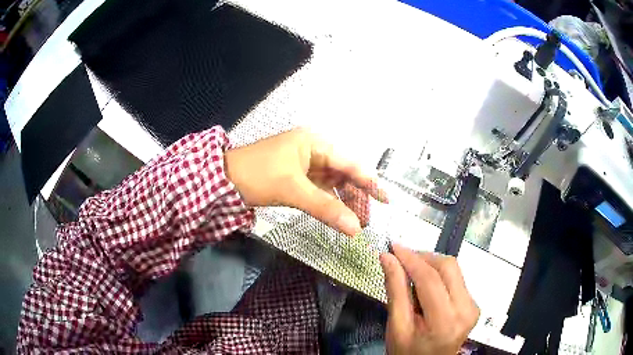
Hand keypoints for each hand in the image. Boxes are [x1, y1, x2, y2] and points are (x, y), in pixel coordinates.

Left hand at [225, 128, 386, 235]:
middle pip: (342, 173)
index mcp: (314, 143)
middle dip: (355, 196)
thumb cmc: (258, 176)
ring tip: (354, 221)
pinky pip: (318, 189)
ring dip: (342, 201)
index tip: (385, 199)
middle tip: (365, 220)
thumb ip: (326, 208)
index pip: (349, 163)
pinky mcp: (295, 177)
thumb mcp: (293, 190)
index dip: (369, 182)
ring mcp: (303, 164)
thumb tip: (356, 229)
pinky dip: (328, 202)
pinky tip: (336, 214)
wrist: (221, 180)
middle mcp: (312, 150)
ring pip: (331, 183)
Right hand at [380, 244, 479, 354]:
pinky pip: (456, 279)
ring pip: (453, 270)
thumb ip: (395, 291)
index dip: (411, 259)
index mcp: (445, 321)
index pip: (431, 280)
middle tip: (401, 260)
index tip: (393, 247)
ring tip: (411, 274)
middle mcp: (466, 310)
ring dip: (430, 265)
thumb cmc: (408, 352)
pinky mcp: (473, 304)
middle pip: (448, 267)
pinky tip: (425, 286)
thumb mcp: (396, 326)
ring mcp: (473, 306)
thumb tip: (388, 257)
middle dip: (423, 258)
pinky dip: (438, 275)